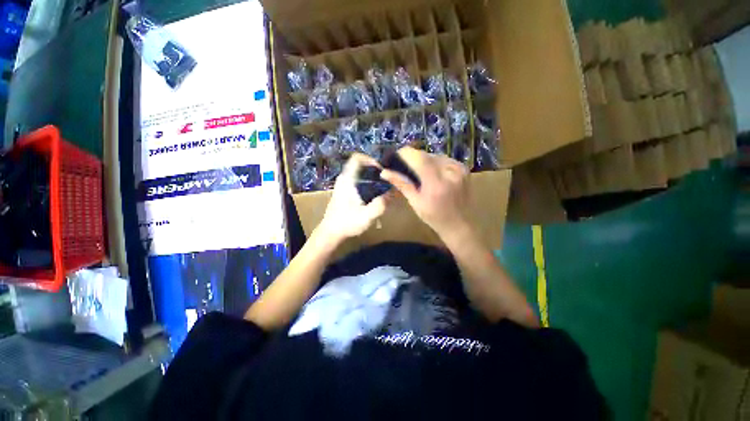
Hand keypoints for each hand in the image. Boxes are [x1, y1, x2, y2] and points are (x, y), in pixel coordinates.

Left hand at [316, 153, 387, 242]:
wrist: (330, 232)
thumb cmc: (347, 222)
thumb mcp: (367, 216)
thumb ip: (380, 205)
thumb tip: (392, 193)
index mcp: (348, 180)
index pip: (357, 158)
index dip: (371, 159)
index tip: (382, 170)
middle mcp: (344, 179)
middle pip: (360, 165)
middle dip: (374, 171)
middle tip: (386, 180)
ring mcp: (342, 185)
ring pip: (359, 174)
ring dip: (371, 178)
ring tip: (381, 188)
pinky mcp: (343, 192)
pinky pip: (357, 181)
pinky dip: (366, 184)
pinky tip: (372, 196)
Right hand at [381, 147, 469, 238]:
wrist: (460, 224)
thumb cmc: (434, 217)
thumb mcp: (415, 202)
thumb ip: (401, 184)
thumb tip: (384, 172)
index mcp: (436, 183)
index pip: (419, 158)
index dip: (405, 154)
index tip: (394, 157)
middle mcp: (450, 171)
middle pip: (426, 155)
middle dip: (413, 158)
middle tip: (404, 167)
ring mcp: (459, 168)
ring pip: (434, 156)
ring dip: (423, 161)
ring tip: (417, 172)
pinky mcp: (463, 168)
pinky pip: (443, 159)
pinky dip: (434, 163)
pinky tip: (431, 173)